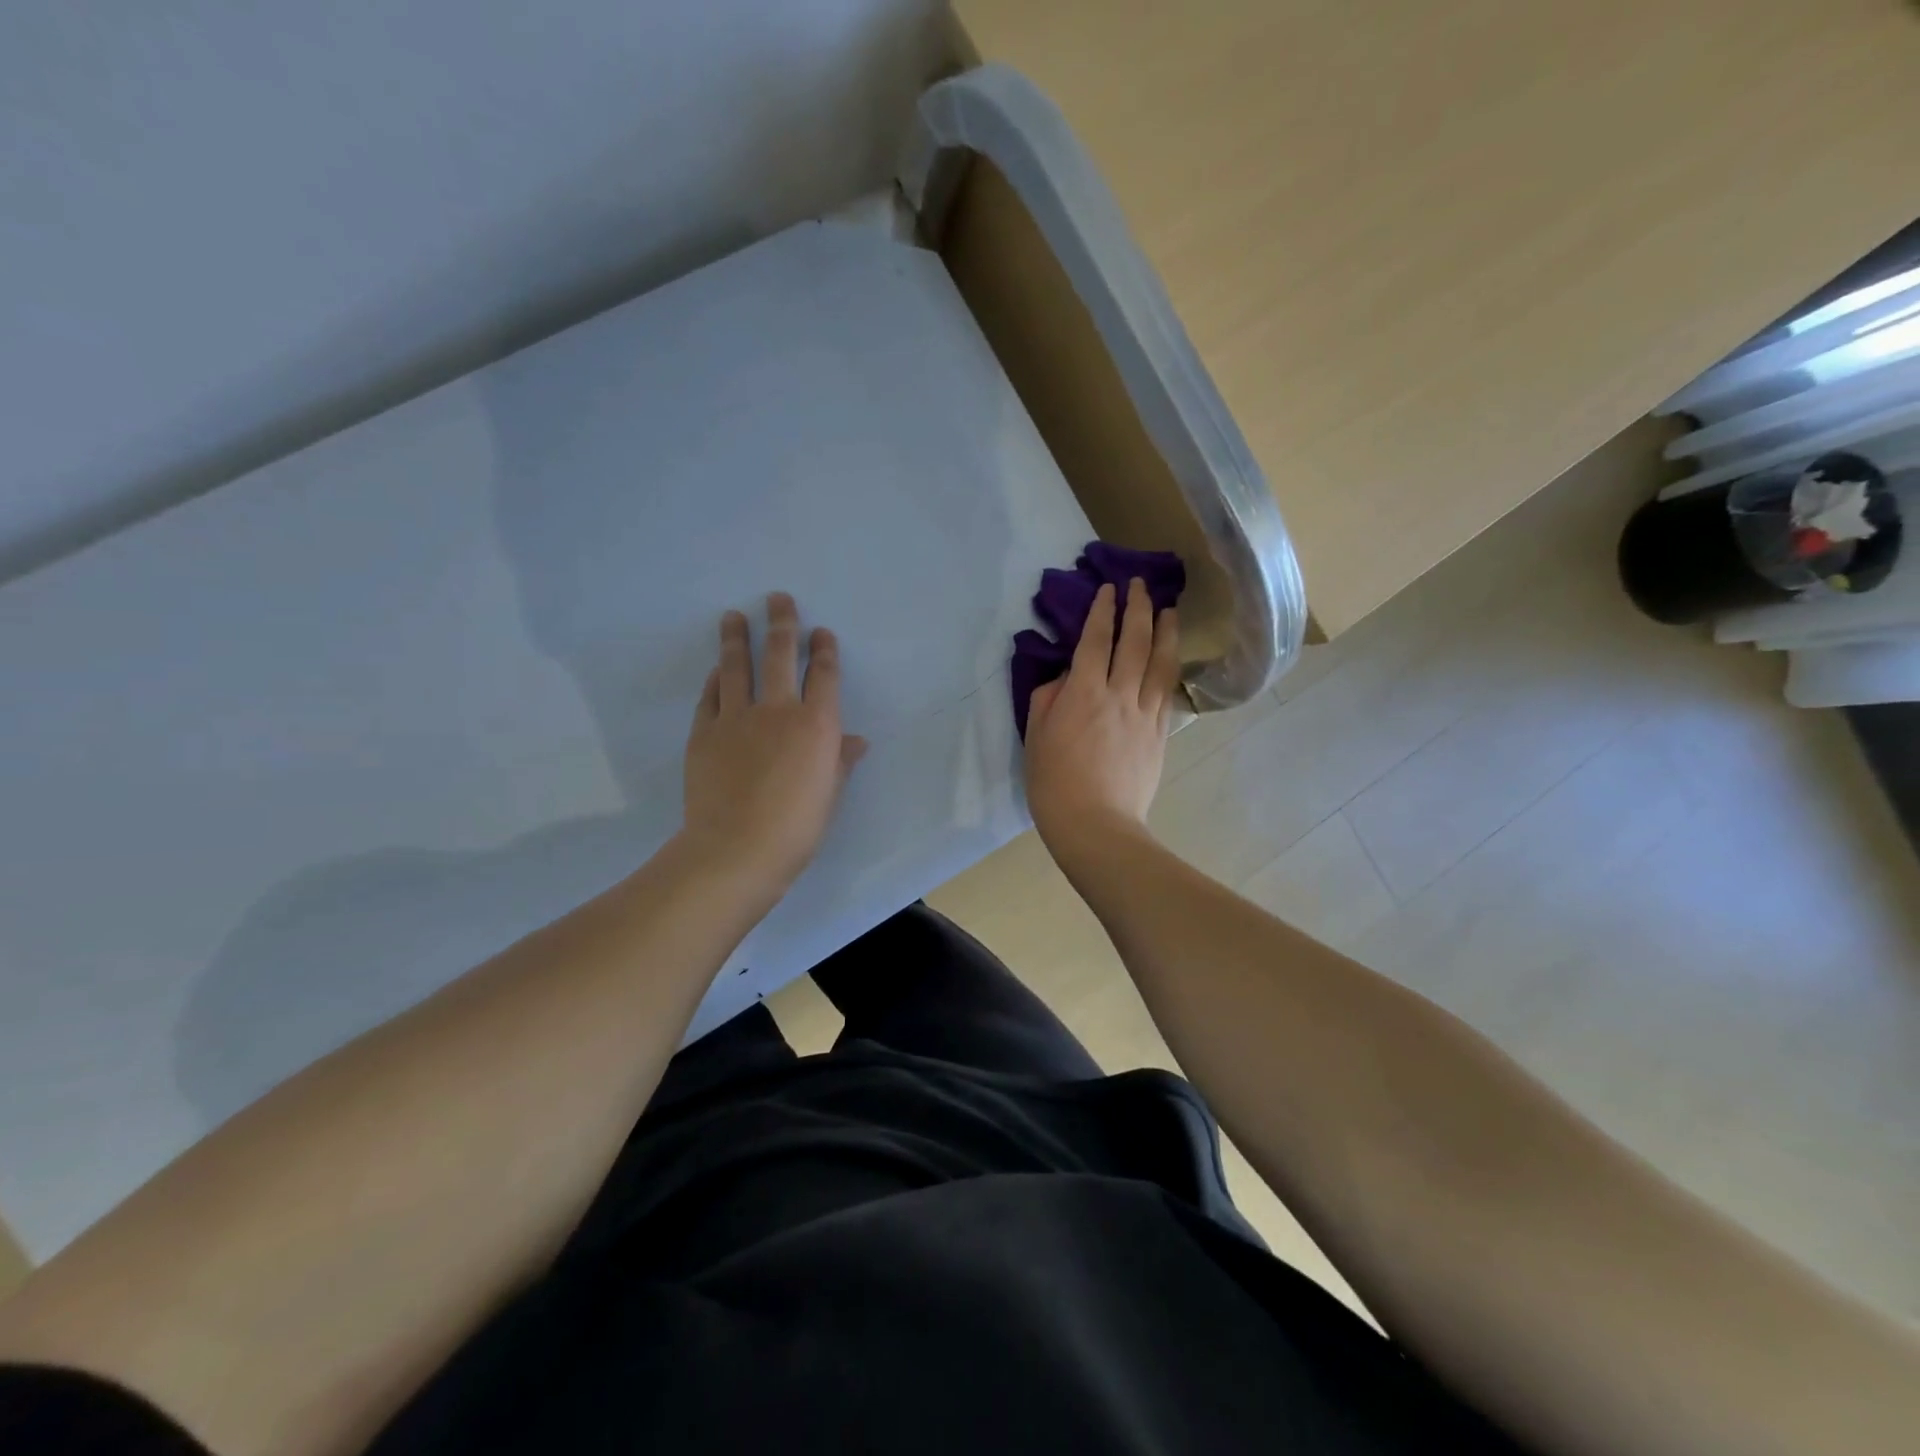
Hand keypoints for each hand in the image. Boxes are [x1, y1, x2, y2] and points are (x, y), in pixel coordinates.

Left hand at [683, 592, 866, 895]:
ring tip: (733, 616)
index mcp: (817, 725)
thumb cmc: (796, 828)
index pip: (823, 675)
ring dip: (736, 638)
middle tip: (778, 598)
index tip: (821, 633)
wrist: (736, 849)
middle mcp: (778, 710)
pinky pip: (710, 697)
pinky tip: (716, 671)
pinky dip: (715, 680)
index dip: (824, 650)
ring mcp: (736, 718)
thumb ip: (840, 761)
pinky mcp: (704, 733)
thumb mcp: (829, 794)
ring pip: (736, 667)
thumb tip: (856, 741)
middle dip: (782, 623)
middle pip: (779, 655)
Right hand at [1024, 578, 1179, 854]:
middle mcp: (1119, 695)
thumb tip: (1066, 677)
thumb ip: (1049, 698)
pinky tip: (1171, 658)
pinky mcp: (1159, 734)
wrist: (1096, 825)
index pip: (1096, 641)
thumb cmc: (1054, 783)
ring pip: (1160, 663)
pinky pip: (1166, 692)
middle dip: (1138, 609)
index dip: (1103, 612)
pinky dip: (1170, 667)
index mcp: (1084, 693)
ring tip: (1169, 610)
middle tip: (1141, 585)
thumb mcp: (1036, 736)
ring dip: (1165, 631)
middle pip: (1135, 643)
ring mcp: (1144, 714)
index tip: (1109, 589)